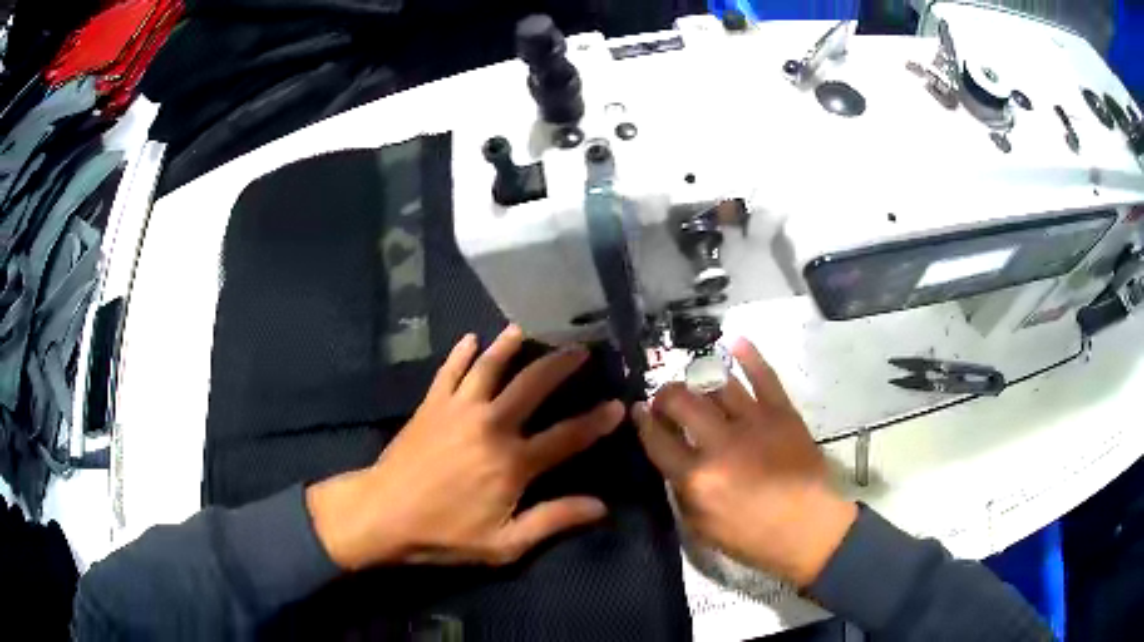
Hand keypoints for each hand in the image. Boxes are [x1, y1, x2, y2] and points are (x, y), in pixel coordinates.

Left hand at [307, 326, 622, 570]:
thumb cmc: (444, 534)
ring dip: (510, 346)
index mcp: (513, 462)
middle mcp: (491, 425)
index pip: (567, 436)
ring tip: (527, 329)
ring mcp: (458, 409)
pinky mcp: (431, 404)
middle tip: (580, 347)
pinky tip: (470, 338)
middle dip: (561, 364)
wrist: (382, 514)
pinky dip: (461, 352)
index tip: (618, 405)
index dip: (597, 421)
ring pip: (490, 366)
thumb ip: (552, 521)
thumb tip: (600, 507)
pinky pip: (449, 370)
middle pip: (533, 385)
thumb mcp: (503, 544)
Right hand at [633, 338, 856, 586]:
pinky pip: (764, 377)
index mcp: (698, 477)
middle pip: (682, 402)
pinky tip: (734, 341)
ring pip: (718, 386)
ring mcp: (754, 423)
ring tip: (693, 380)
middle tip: (665, 399)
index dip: (643, 422)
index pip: (658, 440)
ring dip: (698, 379)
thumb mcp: (702, 530)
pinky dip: (749, 356)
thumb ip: (682, 494)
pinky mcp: (783, 413)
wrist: (809, 530)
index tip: (638, 410)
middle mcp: (721, 443)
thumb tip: (675, 464)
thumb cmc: (753, 538)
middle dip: (666, 395)